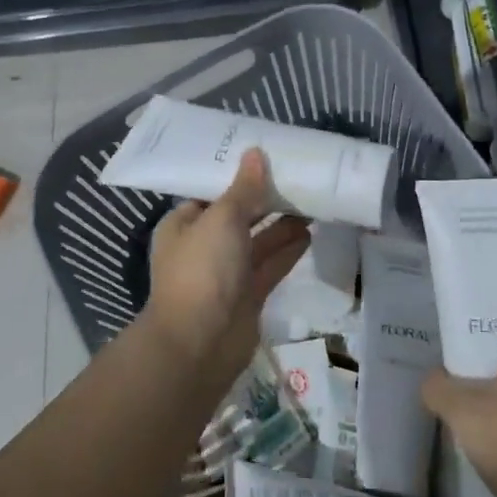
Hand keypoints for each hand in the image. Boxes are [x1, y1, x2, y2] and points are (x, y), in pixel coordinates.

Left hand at [142, 148, 309, 386]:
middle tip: (298, 177)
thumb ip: (243, 188)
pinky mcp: (247, 295)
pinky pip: (270, 266)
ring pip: (258, 241)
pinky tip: (309, 233)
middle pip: (238, 216)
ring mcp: (226, 273)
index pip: (211, 193)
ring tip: (312, 201)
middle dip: (265, 200)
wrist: (200, 343)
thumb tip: (255, 153)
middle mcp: (203, 246)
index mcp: (184, 225)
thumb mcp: (222, 219)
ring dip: (282, 224)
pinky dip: (287, 250)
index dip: (237, 176)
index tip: (266, 158)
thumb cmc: (203, 270)